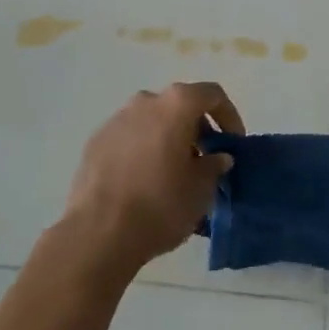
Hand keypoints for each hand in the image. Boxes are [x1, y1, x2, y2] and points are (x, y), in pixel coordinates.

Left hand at [62, 82, 242, 274]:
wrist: (97, 234)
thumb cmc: (160, 206)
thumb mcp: (201, 190)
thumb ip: (214, 166)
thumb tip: (218, 157)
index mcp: (176, 104)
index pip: (212, 95)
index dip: (229, 116)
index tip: (233, 143)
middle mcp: (145, 101)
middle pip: (179, 105)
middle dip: (196, 128)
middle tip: (204, 160)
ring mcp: (116, 119)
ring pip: (152, 121)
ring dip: (167, 138)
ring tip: (172, 173)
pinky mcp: (95, 141)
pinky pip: (129, 137)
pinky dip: (142, 150)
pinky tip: (142, 182)